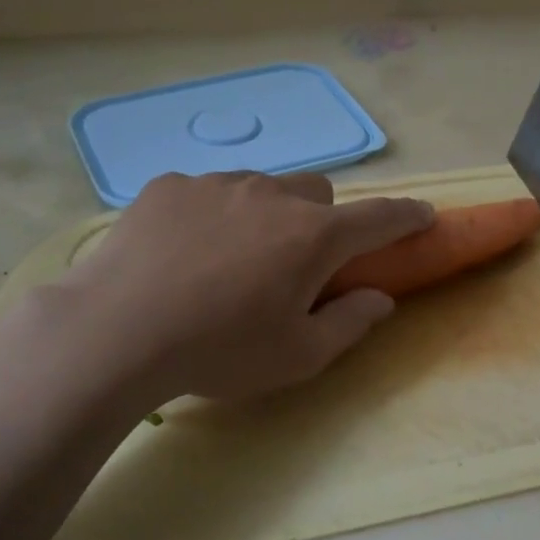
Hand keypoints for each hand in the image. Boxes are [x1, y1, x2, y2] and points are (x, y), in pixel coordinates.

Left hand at [27, 170, 432, 406]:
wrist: (115, 331)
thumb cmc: (219, 350)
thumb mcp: (297, 356)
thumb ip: (349, 323)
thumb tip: (381, 299)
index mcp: (313, 237)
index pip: (379, 218)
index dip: (407, 216)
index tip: (424, 215)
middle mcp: (272, 195)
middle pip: (318, 193)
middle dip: (322, 221)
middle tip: (296, 263)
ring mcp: (217, 184)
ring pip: (262, 188)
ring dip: (265, 216)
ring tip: (231, 261)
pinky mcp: (170, 186)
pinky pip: (208, 192)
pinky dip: (213, 215)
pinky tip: (183, 254)